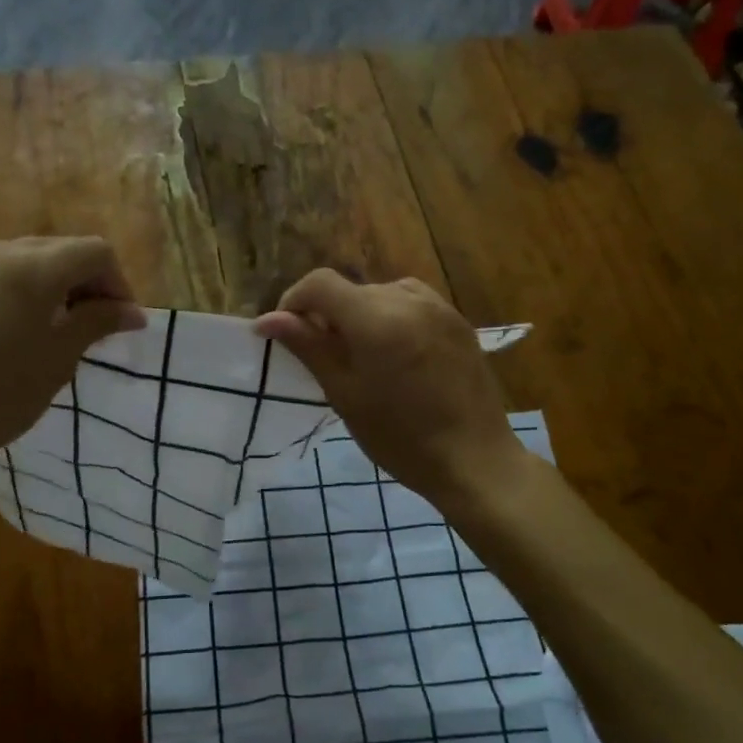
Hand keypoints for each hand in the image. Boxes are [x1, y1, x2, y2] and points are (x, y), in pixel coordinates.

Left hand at [0, 237, 146, 478]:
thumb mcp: (58, 361)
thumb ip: (97, 323)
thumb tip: (132, 312)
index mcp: (32, 267)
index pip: (95, 252)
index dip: (119, 284)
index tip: (121, 323)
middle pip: (59, 250)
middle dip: (86, 282)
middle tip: (93, 326)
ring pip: (24, 259)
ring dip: (51, 285)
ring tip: (52, 329)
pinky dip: (15, 291)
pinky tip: (9, 331)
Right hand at [255, 269, 524, 507]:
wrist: (474, 459)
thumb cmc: (400, 436)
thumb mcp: (345, 393)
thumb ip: (308, 347)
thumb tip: (267, 319)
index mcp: (375, 316)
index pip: (320, 283)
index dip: (295, 301)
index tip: (288, 334)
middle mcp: (407, 299)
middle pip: (352, 290)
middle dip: (329, 315)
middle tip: (325, 358)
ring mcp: (438, 307)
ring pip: (382, 295)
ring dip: (362, 316)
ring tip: (364, 358)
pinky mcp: (458, 321)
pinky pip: (412, 305)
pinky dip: (392, 319)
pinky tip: (397, 357)